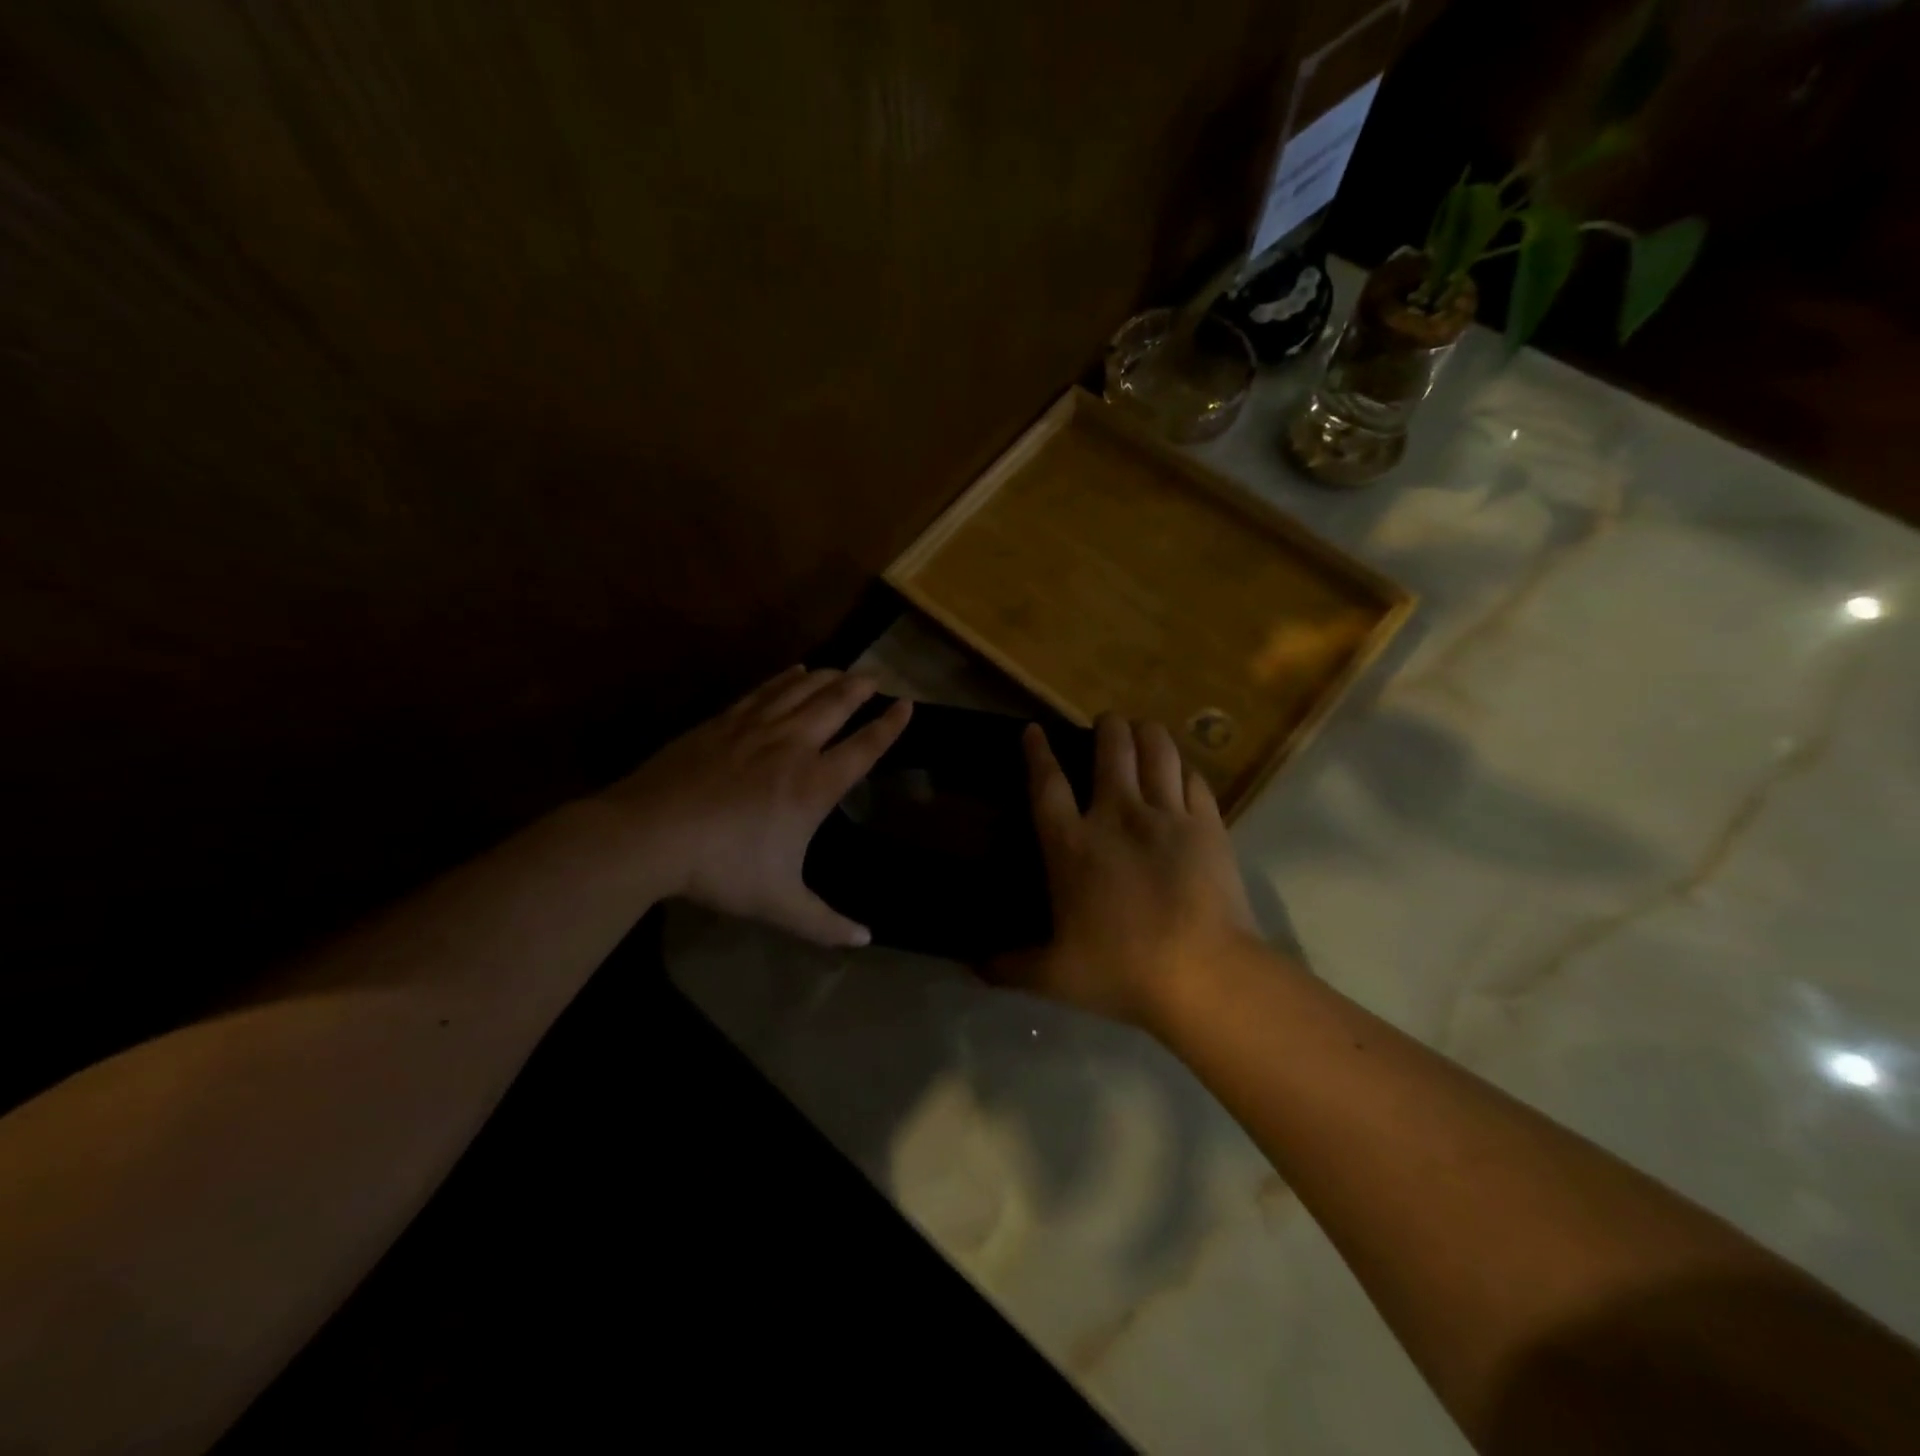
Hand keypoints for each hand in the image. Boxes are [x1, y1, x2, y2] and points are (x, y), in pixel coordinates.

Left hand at [602, 666, 910, 945]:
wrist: (650, 834)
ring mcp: (756, 729)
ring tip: (844, 669)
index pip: (864, 747)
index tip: (907, 705)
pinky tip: (793, 670)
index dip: (890, 725)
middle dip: (861, 688)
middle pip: (836, 705)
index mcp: (814, 786)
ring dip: (828, 677)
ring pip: (802, 690)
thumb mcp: (778, 904)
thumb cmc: (722, 869)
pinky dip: (785, 677)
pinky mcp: (723, 722)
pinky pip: (765, 690)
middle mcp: (793, 747)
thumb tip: (865, 940)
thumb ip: (824, 922)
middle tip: (877, 676)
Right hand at [998, 714, 1257, 1029]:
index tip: (1033, 730)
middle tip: (1105, 724)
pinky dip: (1183, 768)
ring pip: (1157, 750)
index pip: (1047, 783)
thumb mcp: (1055, 976)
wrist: (1204, 974)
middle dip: (1106, 727)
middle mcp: (1117, 816)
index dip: (1038, 752)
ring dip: (1146, 733)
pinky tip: (1181, 770)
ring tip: (1142, 730)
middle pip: (1111, 749)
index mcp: (1072, 844)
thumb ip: (1011, 967)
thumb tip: (973, 966)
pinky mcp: (1207, 825)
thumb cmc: (1121, 970)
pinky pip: (1193, 779)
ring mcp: (1166, 815)